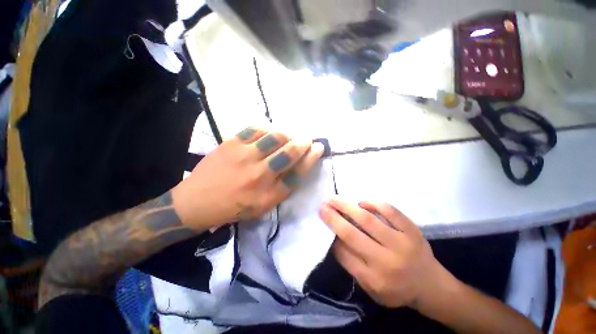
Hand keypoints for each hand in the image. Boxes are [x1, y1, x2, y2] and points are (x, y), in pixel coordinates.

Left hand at [173, 127, 324, 229]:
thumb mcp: (262, 206)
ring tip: (288, 136)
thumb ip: (282, 188)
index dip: (311, 158)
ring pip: (275, 137)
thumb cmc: (234, 207)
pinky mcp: (231, 144)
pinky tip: (269, 131)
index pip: (298, 173)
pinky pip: (255, 128)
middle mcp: (260, 175)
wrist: (197, 201)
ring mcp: (244, 157)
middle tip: (307, 139)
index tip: (318, 148)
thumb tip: (298, 166)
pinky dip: (267, 127)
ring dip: (287, 134)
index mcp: (269, 195)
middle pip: (289, 153)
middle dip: (303, 142)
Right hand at [320, 198, 448, 308]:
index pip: (344, 253)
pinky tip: (361, 202)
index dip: (331, 236)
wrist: (431, 286)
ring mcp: (401, 243)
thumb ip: (352, 265)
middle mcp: (386, 262)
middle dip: (333, 218)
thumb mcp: (371, 288)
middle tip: (322, 206)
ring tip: (334, 199)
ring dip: (347, 207)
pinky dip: (374, 204)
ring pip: (368, 220)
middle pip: (352, 234)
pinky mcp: (412, 231)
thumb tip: (335, 238)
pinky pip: (390, 212)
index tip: (324, 224)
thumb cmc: (397, 289)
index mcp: (374, 279)